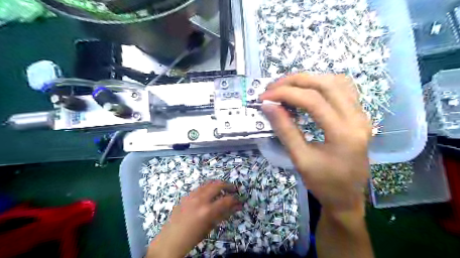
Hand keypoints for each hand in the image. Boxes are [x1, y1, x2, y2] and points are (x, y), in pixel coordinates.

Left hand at [147, 180, 241, 256]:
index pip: (227, 200)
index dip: (235, 200)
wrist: (170, 240)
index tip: (239, 201)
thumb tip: (235, 207)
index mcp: (207, 210)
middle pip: (218, 185)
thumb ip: (223, 215)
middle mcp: (200, 199)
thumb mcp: (210, 227)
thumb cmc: (192, 237)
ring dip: (217, 184)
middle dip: (228, 186)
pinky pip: (199, 188)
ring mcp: (191, 196)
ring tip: (222, 188)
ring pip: (208, 183)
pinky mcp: (186, 196)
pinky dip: (207, 187)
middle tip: (233, 189)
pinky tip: (208, 193)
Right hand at [260, 74, 370, 214]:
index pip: (312, 100)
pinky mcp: (360, 116)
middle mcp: (358, 119)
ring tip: (287, 87)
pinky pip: (343, 89)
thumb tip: (268, 106)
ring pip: (337, 82)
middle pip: (326, 84)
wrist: (347, 198)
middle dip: (295, 81)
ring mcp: (362, 116)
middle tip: (273, 87)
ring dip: (309, 80)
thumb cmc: (323, 184)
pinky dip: (322, 84)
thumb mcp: (300, 159)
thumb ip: (285, 130)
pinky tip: (309, 90)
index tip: (265, 96)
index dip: (285, 94)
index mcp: (344, 134)